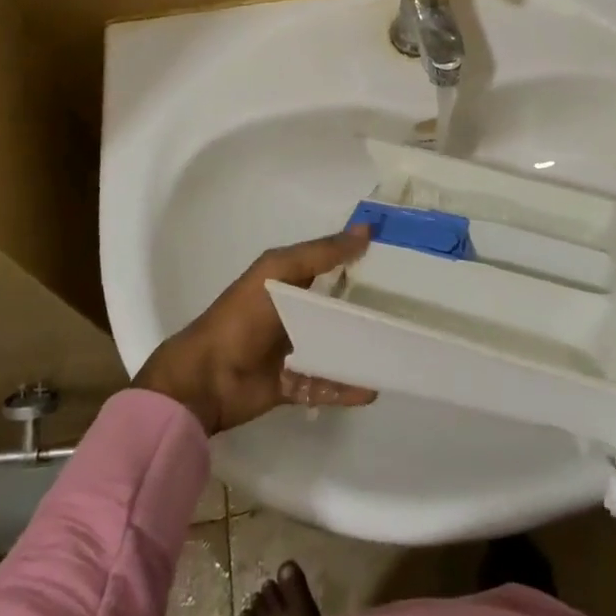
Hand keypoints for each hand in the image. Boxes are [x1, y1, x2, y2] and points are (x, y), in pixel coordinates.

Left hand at [133, 226, 378, 434]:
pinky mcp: (294, 384)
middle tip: (409, 308)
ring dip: (362, 349)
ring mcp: (295, 350)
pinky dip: (348, 386)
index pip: (332, 265)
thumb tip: (366, 229)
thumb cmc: (242, 316)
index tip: (400, 260)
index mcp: (289, 280)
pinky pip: (327, 383)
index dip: (360, 261)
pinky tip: (374, 386)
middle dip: (368, 308)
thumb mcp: (280, 271)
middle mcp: (295, 313)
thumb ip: (322, 253)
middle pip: (339, 308)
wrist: (206, 378)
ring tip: (397, 349)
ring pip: (337, 347)